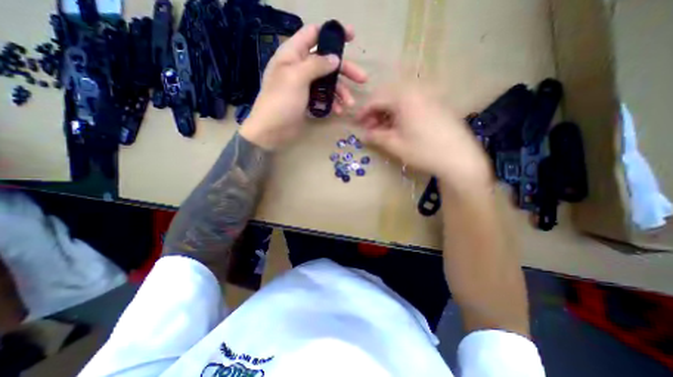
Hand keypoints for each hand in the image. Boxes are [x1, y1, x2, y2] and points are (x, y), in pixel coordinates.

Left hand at [240, 22, 366, 149]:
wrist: (271, 131)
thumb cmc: (281, 101)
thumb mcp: (297, 78)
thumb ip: (317, 65)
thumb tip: (334, 58)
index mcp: (292, 54)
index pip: (314, 35)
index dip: (332, 34)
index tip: (352, 37)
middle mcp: (299, 68)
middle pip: (326, 62)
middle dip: (345, 70)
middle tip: (362, 79)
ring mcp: (304, 86)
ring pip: (327, 82)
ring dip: (341, 92)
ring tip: (350, 104)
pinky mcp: (307, 102)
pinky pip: (323, 97)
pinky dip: (332, 103)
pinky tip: (338, 111)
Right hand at [354, 81, 492, 189]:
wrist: (459, 157)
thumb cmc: (423, 151)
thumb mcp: (395, 145)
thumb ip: (376, 136)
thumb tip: (364, 134)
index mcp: (404, 98)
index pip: (376, 99)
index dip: (364, 111)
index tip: (357, 123)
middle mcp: (416, 91)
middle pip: (388, 95)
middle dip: (375, 110)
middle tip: (371, 126)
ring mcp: (428, 95)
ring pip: (400, 98)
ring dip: (387, 110)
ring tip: (384, 127)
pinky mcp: (436, 103)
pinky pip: (412, 101)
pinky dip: (400, 111)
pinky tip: (399, 124)